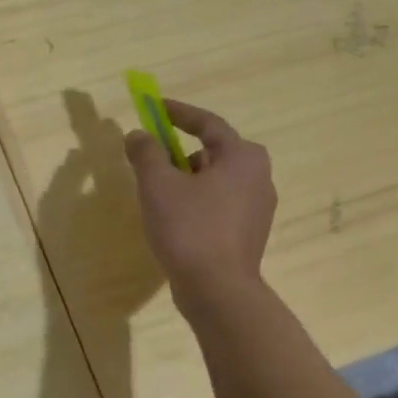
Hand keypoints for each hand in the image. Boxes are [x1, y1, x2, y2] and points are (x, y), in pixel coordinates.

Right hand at [124, 98, 276, 302]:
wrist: (217, 290)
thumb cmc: (189, 228)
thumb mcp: (158, 184)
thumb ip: (146, 153)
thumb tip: (138, 135)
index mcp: (242, 157)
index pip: (208, 123)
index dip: (179, 113)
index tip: (155, 107)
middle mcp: (258, 177)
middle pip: (214, 151)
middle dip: (181, 151)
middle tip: (154, 156)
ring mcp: (258, 208)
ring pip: (216, 180)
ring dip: (188, 178)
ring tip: (158, 192)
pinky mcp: (249, 233)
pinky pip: (219, 203)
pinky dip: (197, 200)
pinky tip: (175, 217)